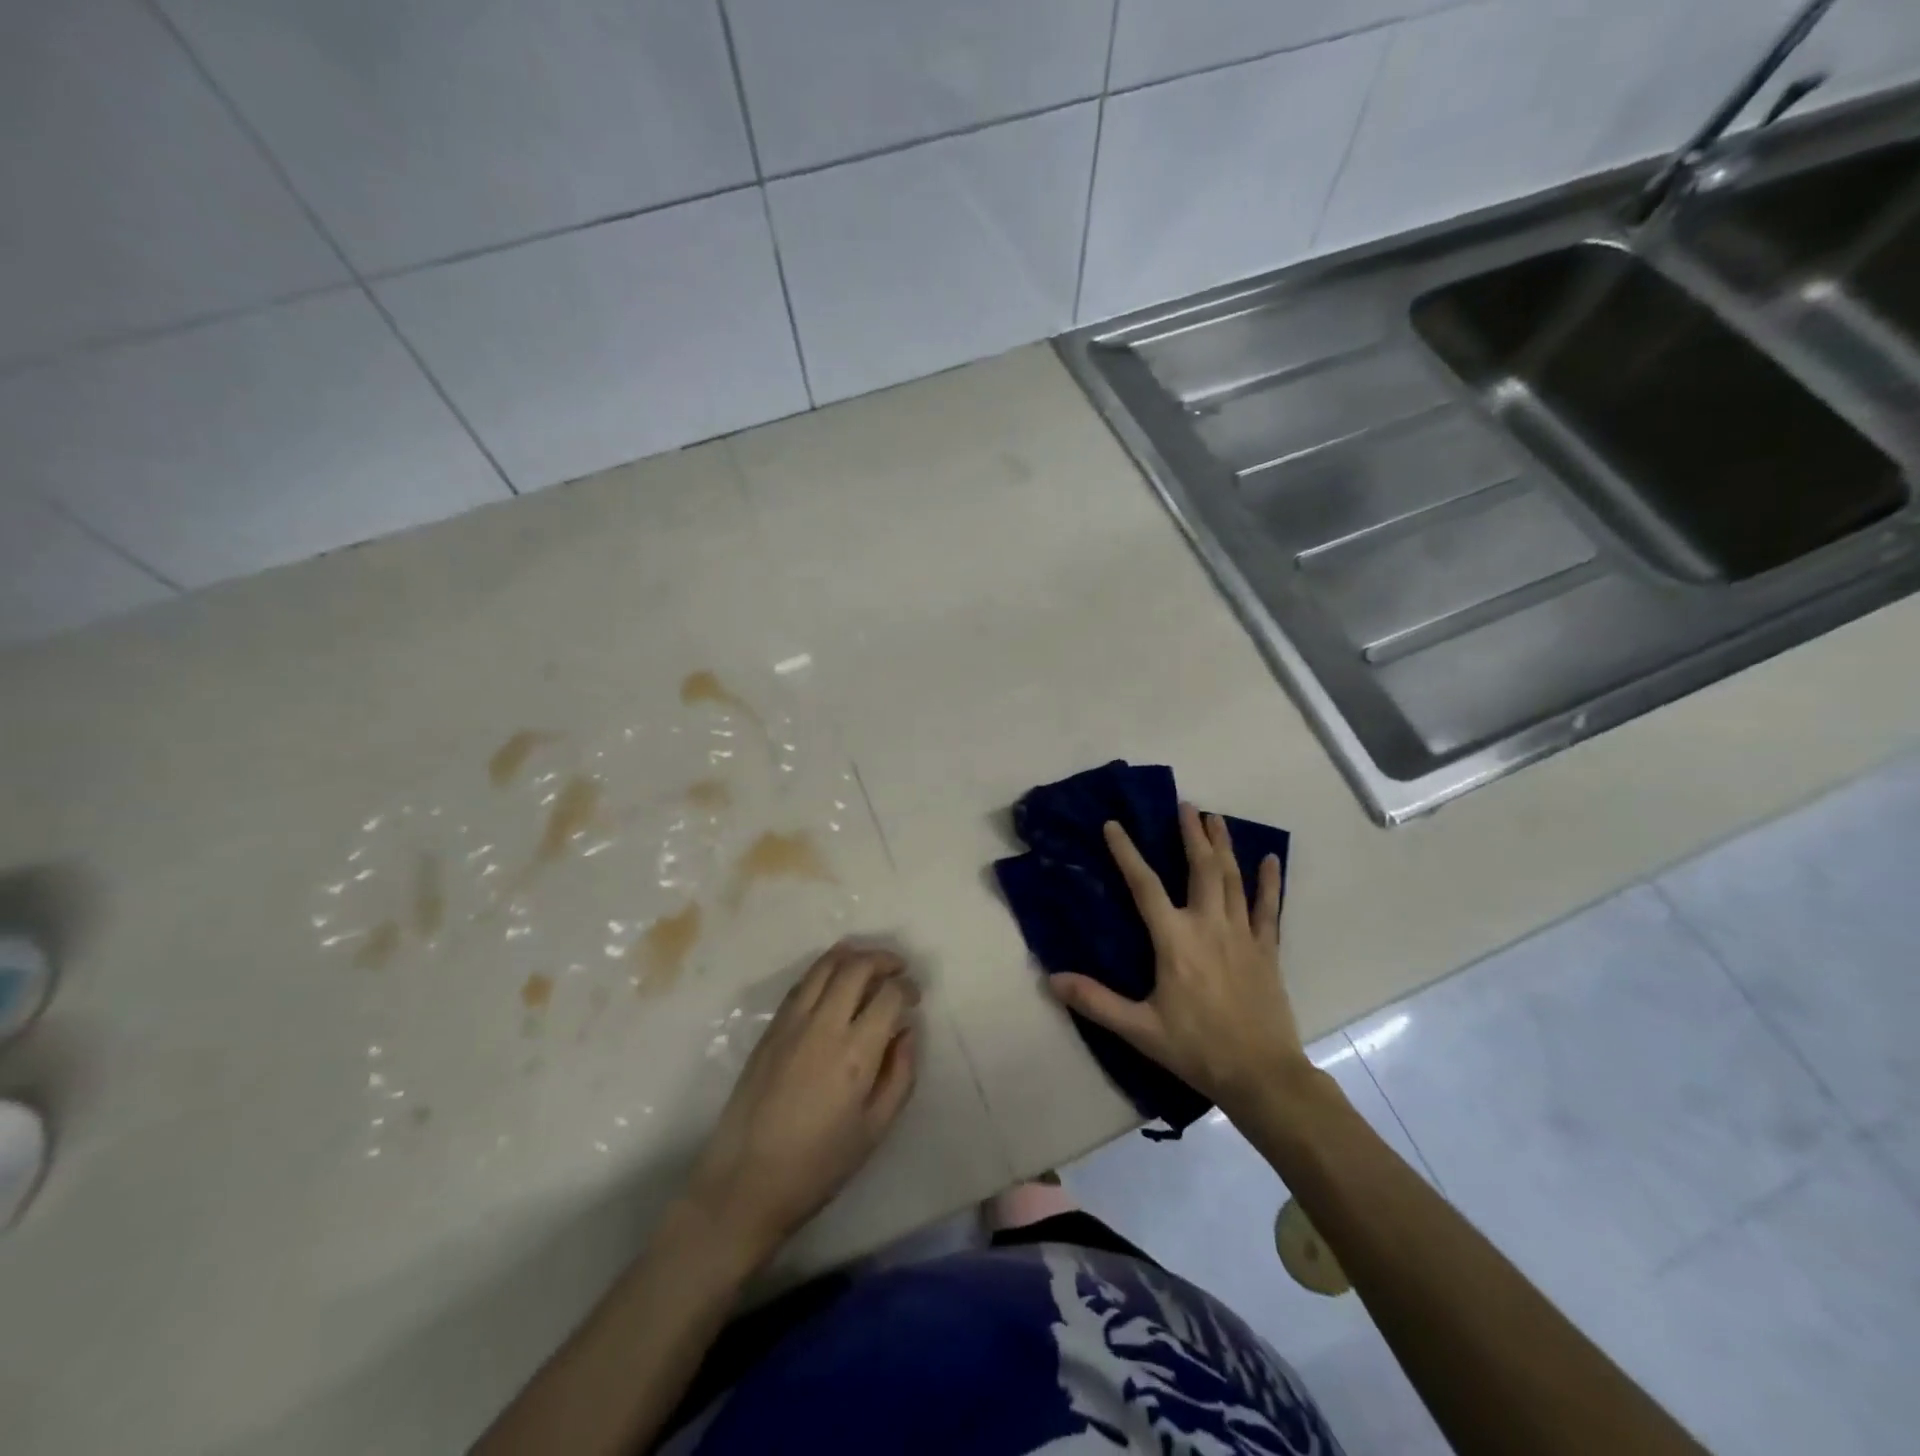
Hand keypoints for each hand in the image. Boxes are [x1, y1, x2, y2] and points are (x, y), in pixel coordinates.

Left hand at [688, 942, 918, 1259]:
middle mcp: (824, 1026)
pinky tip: (833, 981)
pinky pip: (801, 984)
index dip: (907, 988)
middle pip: (856, 967)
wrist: (746, 1181)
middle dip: (883, 960)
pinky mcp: (770, 1029)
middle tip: (897, 968)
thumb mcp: (875, 1129)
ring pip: (824, 966)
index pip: (888, 995)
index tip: (914, 997)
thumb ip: (900, 1075)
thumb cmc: (818, 1164)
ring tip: (867, 963)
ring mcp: (792, 1023)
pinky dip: (823, 971)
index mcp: (855, 1053)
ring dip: (851, 955)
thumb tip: (906, 1032)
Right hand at [1049, 803, 1306, 1116]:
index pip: (1145, 885)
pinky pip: (1268, 907)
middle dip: (1192, 834)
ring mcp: (1242, 934)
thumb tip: (1051, 979)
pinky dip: (1270, 881)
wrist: (1261, 1074)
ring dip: (1223, 845)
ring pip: (1232, 878)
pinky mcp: (1267, 949)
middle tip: (1186, 805)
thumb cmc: (1196, 1048)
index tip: (1113, 824)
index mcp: (1175, 940)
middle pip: (1201, 868)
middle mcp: (1209, 925)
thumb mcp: (1139, 1028)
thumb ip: (1096, 1001)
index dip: (1127, 853)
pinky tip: (1271, 858)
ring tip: (1216, 818)